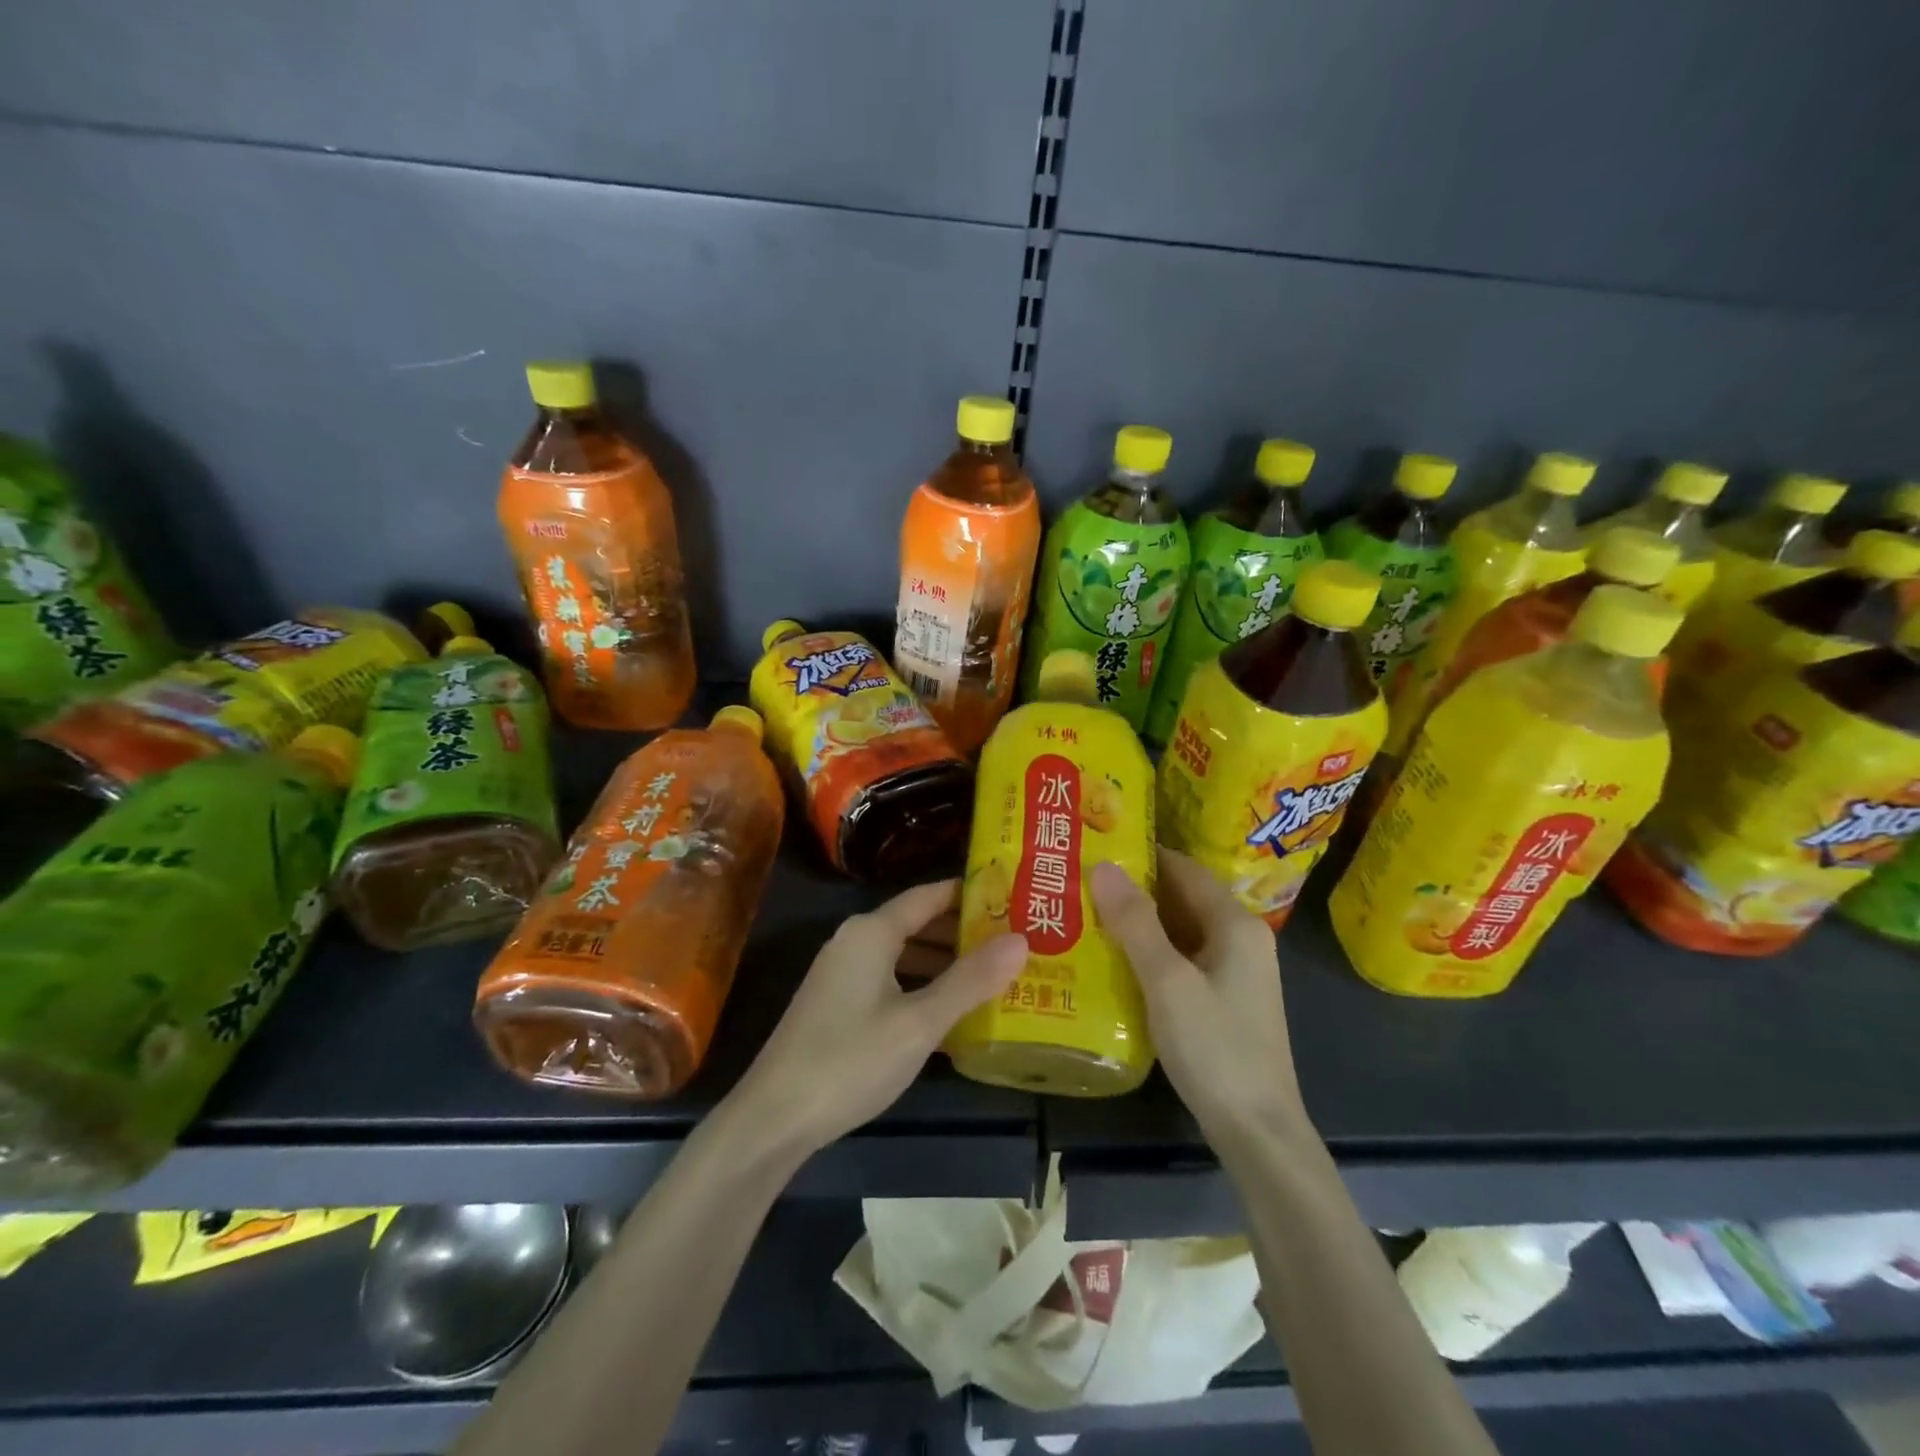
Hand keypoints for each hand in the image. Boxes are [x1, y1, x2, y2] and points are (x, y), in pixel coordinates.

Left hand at [727, 881, 1027, 1159]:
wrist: (774, 1118)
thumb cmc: (851, 1060)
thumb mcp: (919, 1022)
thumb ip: (970, 980)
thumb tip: (1021, 940)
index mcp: (872, 932)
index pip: (929, 895)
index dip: (970, 894)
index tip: (1013, 898)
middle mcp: (855, 941)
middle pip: (918, 922)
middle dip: (964, 931)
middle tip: (1015, 940)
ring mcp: (842, 973)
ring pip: (904, 954)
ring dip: (945, 961)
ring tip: (994, 973)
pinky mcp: (837, 1004)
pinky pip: (891, 979)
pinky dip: (922, 985)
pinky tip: (951, 1010)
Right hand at [1091, 849, 1309, 1141]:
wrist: (1258, 1131)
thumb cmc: (1214, 1048)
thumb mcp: (1168, 982)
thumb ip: (1136, 922)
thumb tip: (1104, 866)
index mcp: (1235, 924)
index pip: (1184, 868)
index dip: (1142, 855)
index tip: (1095, 846)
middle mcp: (1241, 938)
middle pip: (1183, 897)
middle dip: (1135, 888)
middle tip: (1080, 879)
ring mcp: (1234, 971)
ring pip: (1180, 929)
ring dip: (1139, 921)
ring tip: (1086, 911)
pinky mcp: (1223, 998)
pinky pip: (1182, 957)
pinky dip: (1151, 950)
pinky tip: (1114, 957)